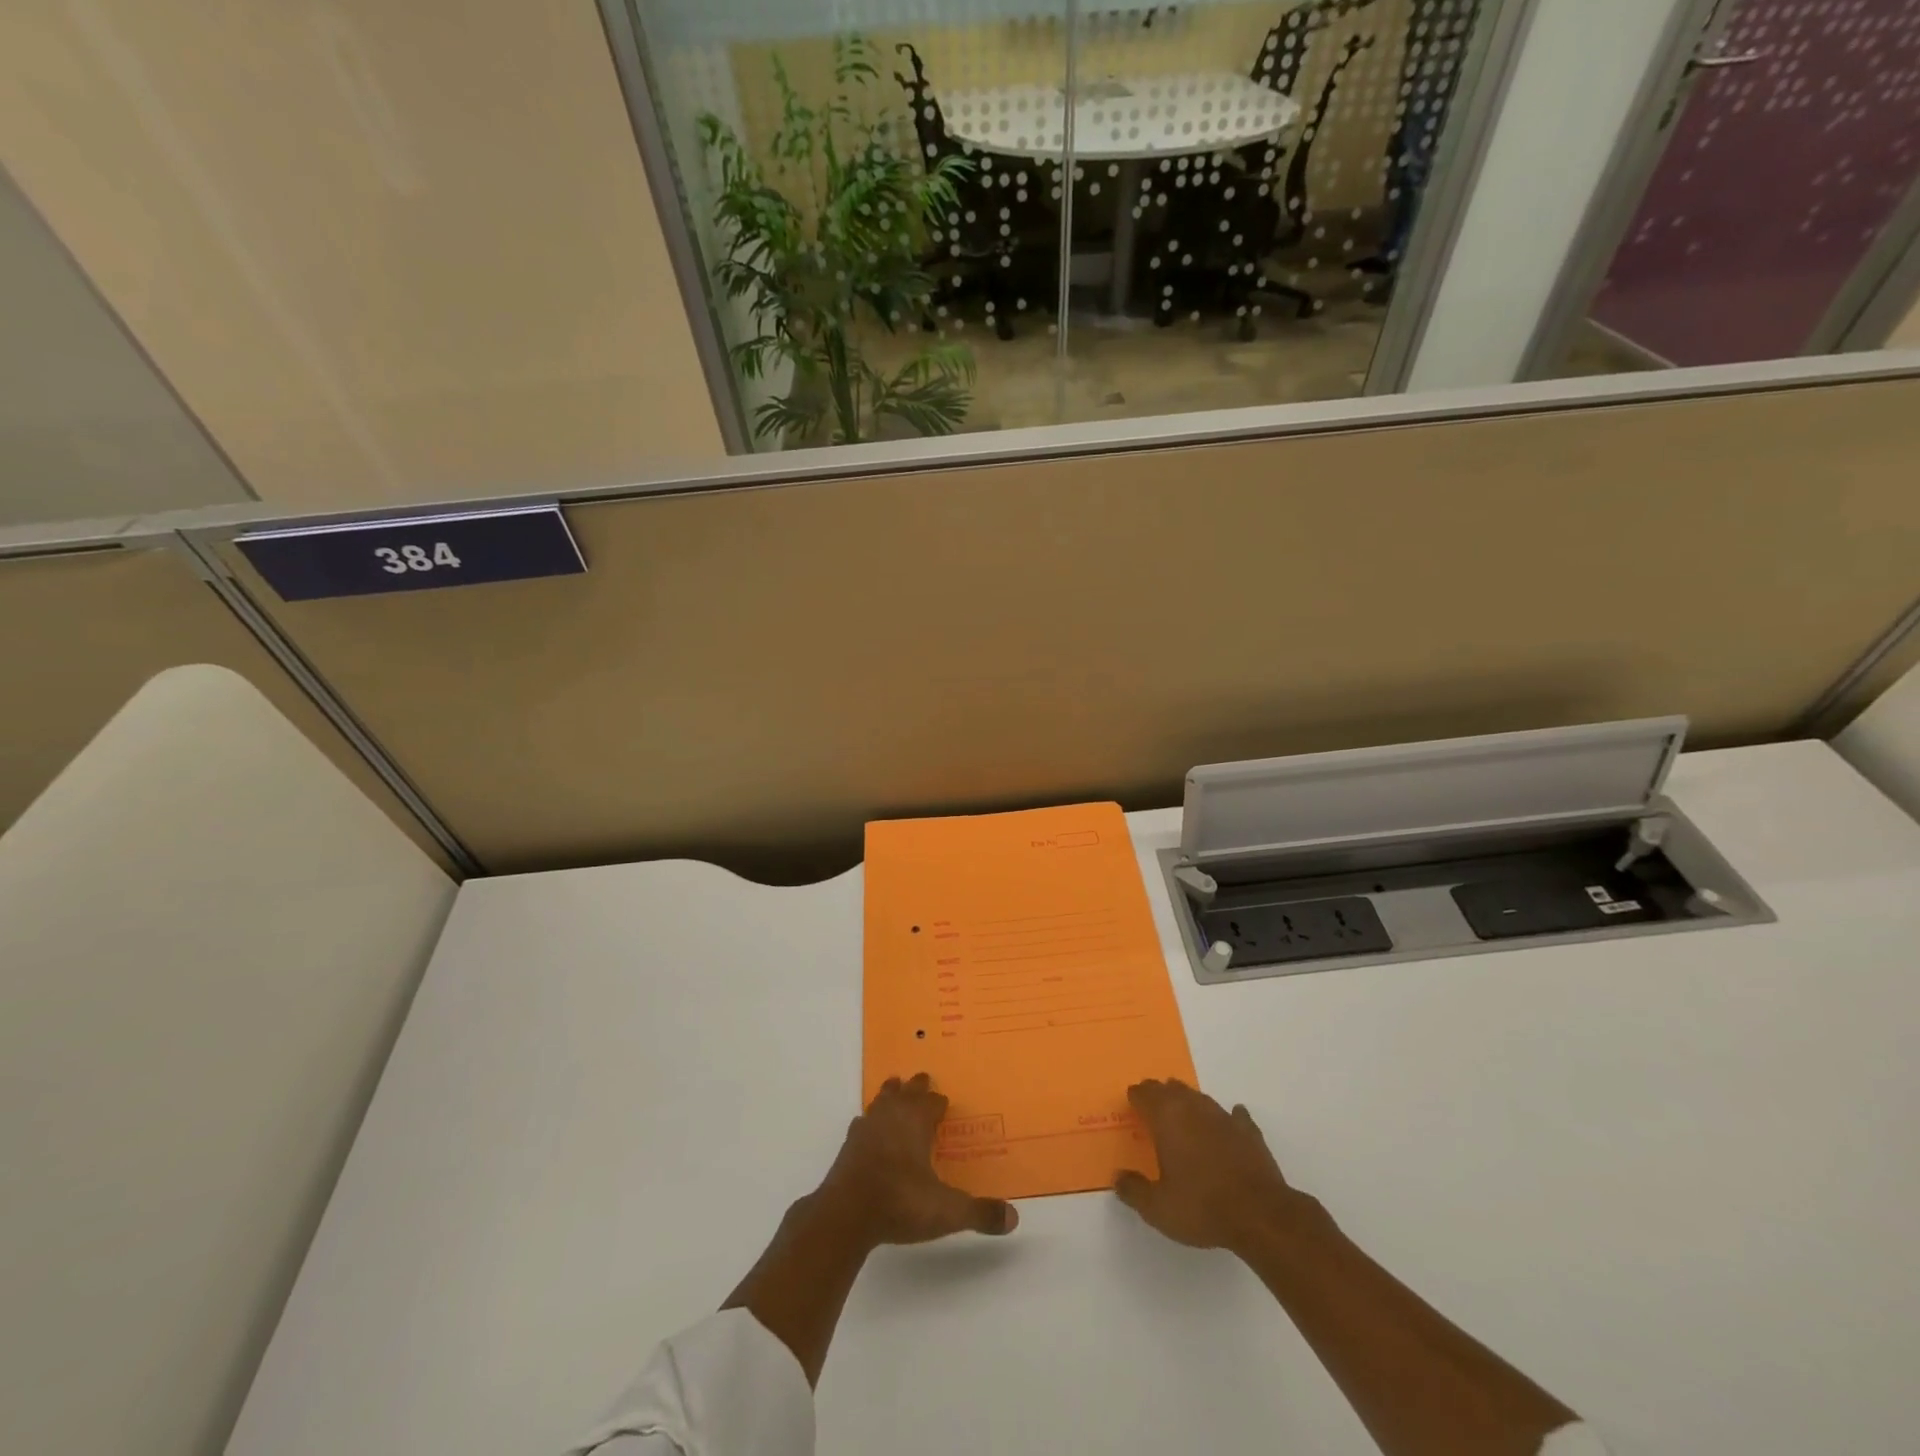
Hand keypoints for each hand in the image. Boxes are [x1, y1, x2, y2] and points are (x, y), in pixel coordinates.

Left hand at [817, 1073, 1018, 1247]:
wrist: (846, 1214)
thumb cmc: (900, 1202)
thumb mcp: (946, 1211)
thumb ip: (979, 1214)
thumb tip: (1014, 1218)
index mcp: (916, 1123)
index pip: (931, 1103)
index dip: (938, 1102)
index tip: (944, 1101)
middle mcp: (892, 1117)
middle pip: (906, 1093)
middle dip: (915, 1087)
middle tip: (921, 1078)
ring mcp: (867, 1129)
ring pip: (881, 1100)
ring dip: (889, 1094)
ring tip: (893, 1086)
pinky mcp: (848, 1145)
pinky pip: (862, 1122)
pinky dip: (868, 1119)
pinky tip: (865, 1125)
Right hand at [1114, 1078, 1311, 1254]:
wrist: (1260, 1215)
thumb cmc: (1201, 1206)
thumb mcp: (1157, 1208)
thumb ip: (1133, 1190)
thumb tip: (1118, 1178)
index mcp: (1166, 1117)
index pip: (1144, 1093)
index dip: (1135, 1097)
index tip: (1131, 1104)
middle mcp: (1192, 1107)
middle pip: (1170, 1088)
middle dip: (1159, 1094)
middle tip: (1152, 1107)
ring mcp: (1223, 1116)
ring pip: (1199, 1097)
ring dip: (1188, 1103)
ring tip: (1183, 1115)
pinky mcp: (1249, 1131)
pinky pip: (1234, 1115)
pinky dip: (1227, 1118)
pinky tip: (1228, 1123)